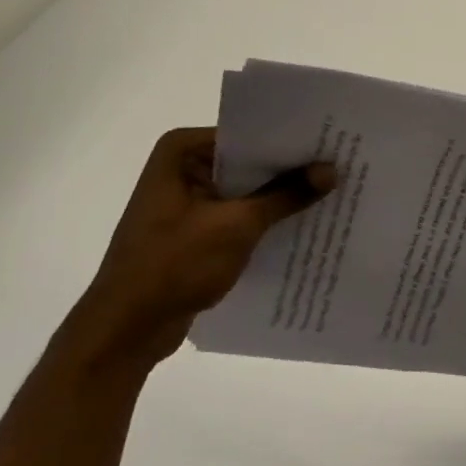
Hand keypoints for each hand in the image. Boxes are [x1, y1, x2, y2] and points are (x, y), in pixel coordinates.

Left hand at [76, 128, 334, 368]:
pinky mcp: (192, 232)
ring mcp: (185, 201)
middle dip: (289, 169)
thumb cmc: (173, 265)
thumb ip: (286, 195)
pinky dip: (263, 221)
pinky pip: (236, 216)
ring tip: (332, 193)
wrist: (125, 331)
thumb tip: (331, 169)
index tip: (331, 141)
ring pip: (244, 191)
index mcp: (182, 152)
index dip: (290, 140)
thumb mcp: (237, 226)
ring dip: (279, 198)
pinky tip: (302, 225)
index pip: (248, 134)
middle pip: (248, 161)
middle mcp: (182, 168)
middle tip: (340, 165)